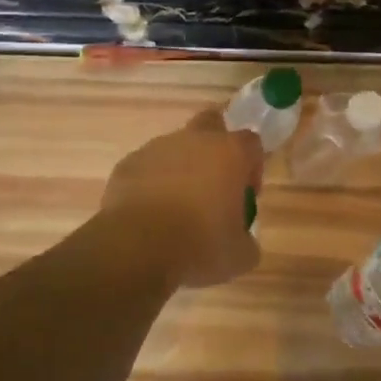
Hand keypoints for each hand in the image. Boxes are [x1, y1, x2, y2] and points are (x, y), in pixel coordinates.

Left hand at [99, 109, 264, 289]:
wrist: (137, 247)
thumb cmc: (199, 246)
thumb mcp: (240, 255)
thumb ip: (246, 238)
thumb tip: (240, 238)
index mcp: (229, 153)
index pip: (251, 143)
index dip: (252, 167)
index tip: (245, 195)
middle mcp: (193, 140)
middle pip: (211, 124)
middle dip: (215, 146)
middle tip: (213, 185)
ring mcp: (156, 148)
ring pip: (175, 148)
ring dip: (180, 169)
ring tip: (176, 208)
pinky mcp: (127, 163)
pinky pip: (147, 168)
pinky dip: (151, 183)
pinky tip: (149, 214)